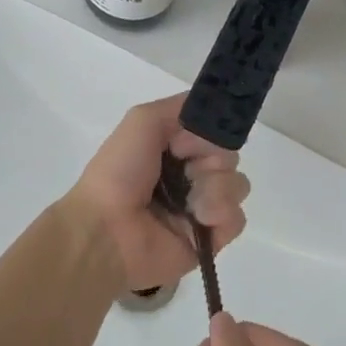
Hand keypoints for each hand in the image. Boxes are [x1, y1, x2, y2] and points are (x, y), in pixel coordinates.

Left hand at [68, 94, 248, 292]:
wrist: (107, 233)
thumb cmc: (120, 173)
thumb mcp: (142, 120)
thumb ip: (180, 106)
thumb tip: (214, 108)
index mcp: (173, 149)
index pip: (213, 130)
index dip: (207, 132)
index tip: (183, 142)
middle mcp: (189, 175)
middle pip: (229, 155)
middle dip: (212, 159)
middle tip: (185, 172)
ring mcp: (201, 208)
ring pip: (237, 184)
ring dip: (215, 188)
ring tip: (190, 203)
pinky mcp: (211, 240)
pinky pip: (237, 217)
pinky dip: (220, 215)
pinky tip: (198, 220)